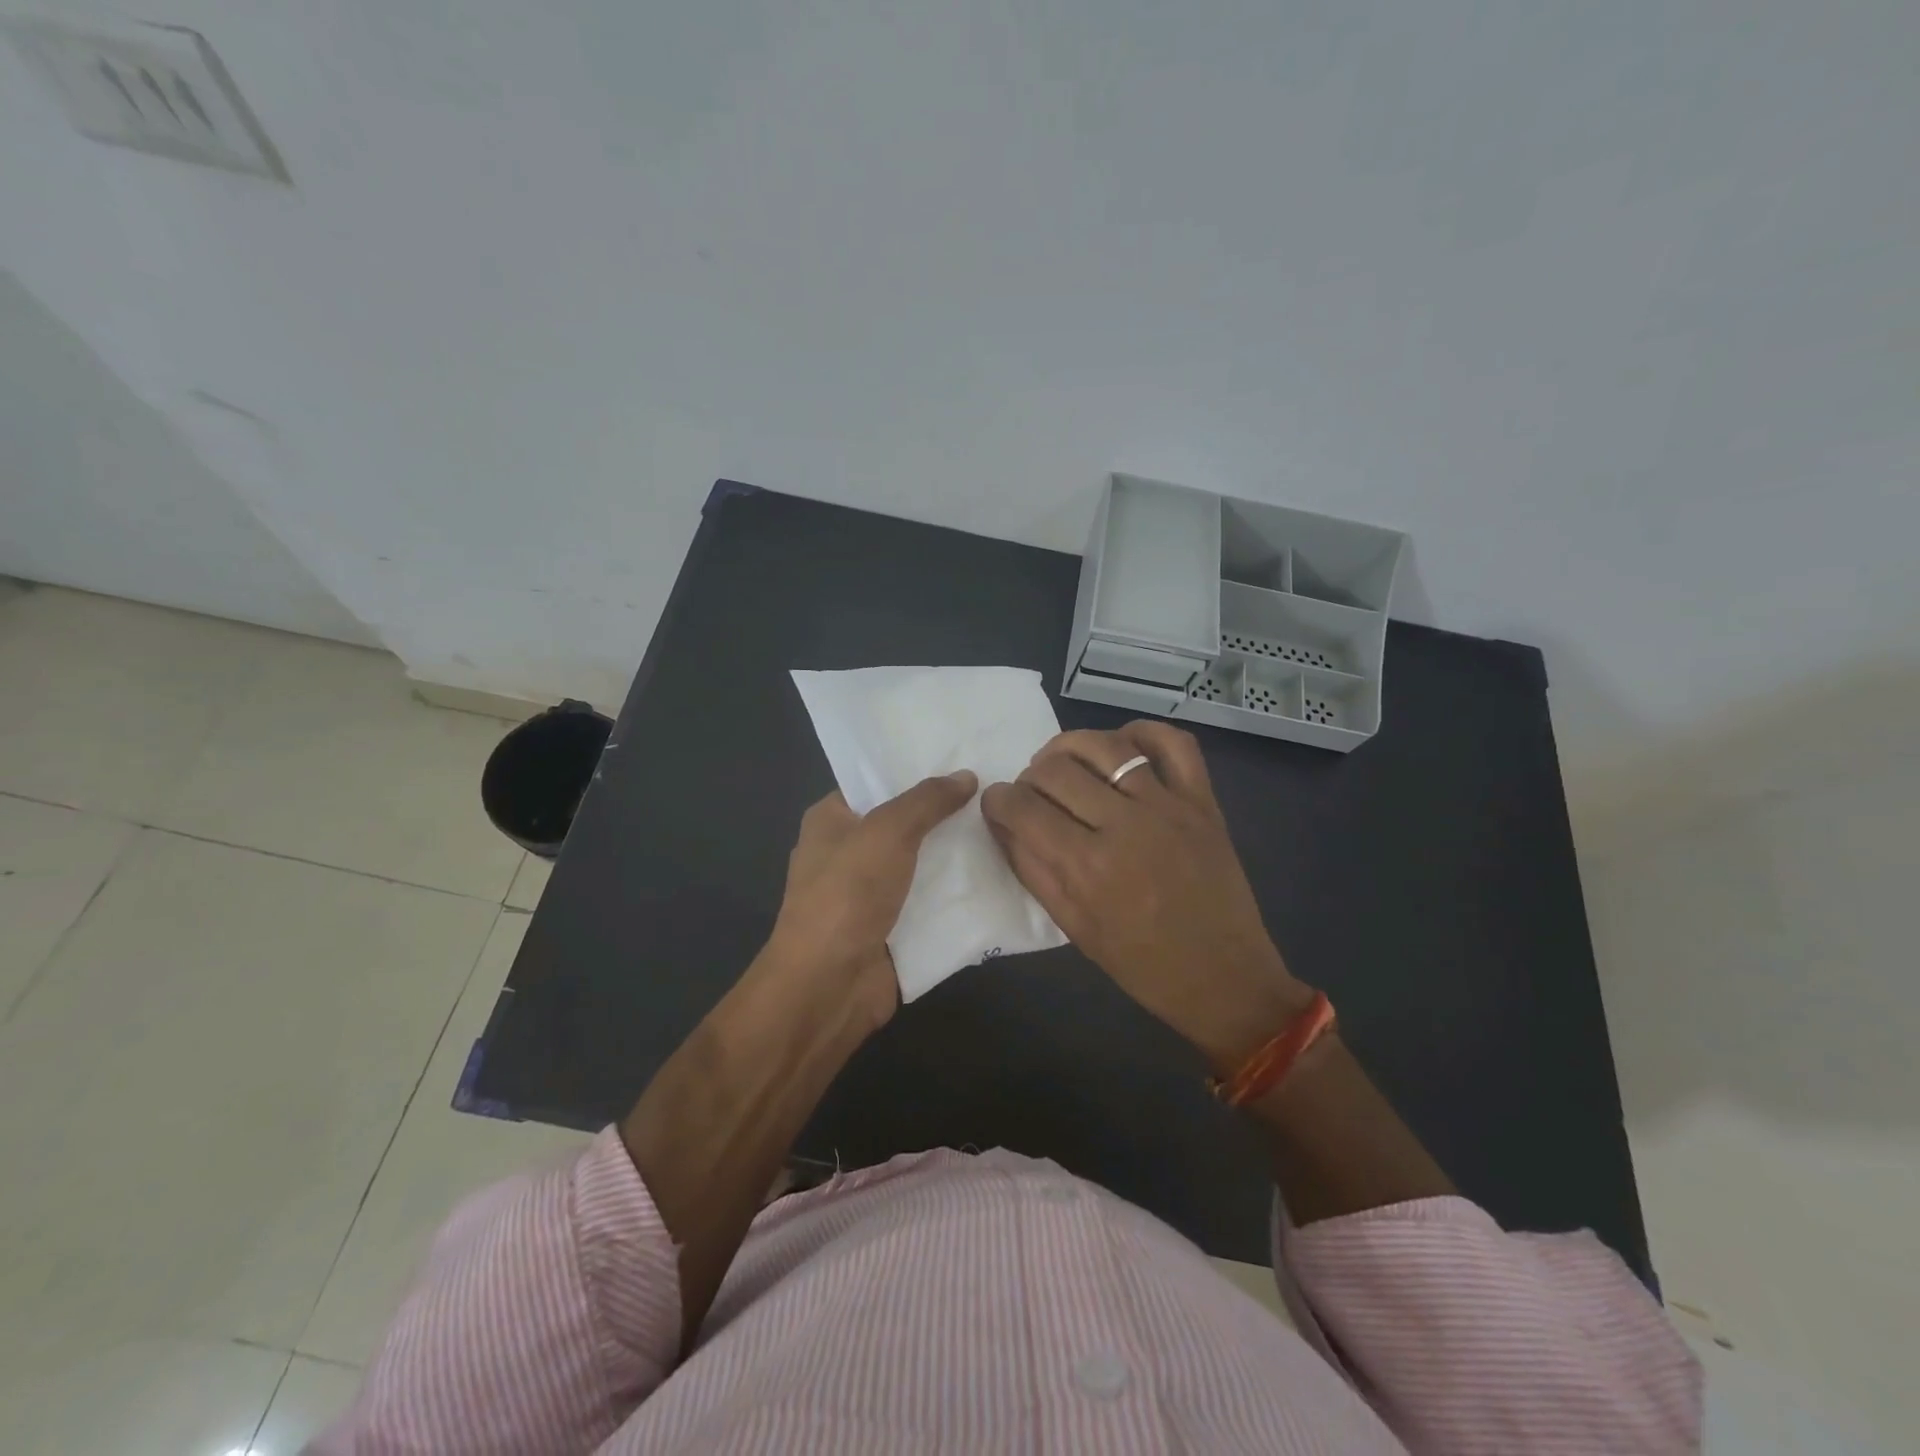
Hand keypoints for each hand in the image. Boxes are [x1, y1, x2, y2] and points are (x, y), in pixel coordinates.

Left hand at [764, 772, 978, 1033]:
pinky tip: (998, 876)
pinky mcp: (891, 928)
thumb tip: (966, 776)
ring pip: (921, 864)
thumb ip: (927, 801)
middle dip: (945, 812)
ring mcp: (869, 894)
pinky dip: (956, 894)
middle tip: (995, 793)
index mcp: (831, 820)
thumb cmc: (847, 895)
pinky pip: (929, 902)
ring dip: (956, 854)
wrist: (829, 986)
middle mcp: (847, 853)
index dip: (915, 770)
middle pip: (904, 823)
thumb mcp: (887, 831)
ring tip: (1006, 828)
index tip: (963, 759)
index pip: (875, 783)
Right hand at [981, 721, 1311, 1072]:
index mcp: (1087, 866)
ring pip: (1106, 746)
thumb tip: (1002, 823)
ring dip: (1070, 746)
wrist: (1224, 976)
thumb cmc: (1141, 964)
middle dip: (1029, 776)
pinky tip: (1121, 744)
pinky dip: (1142, 732)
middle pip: (1056, 770)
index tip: (997, 803)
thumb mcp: (1073, 926)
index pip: (1022, 808)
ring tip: (1061, 761)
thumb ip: (1032, 869)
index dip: (998, 800)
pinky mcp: (1202, 801)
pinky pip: (1173, 744)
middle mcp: (1125, 824)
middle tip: (1031, 793)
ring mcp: (1168, 806)